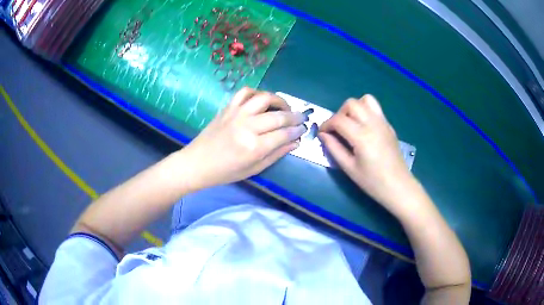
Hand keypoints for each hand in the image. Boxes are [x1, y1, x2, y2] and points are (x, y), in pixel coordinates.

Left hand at [180, 87, 305, 191]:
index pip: (284, 134)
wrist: (197, 163)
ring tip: (285, 107)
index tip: (303, 130)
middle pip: (278, 116)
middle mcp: (247, 127)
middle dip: (295, 116)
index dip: (297, 131)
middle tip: (302, 117)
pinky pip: (244, 92)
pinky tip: (262, 100)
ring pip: (264, 98)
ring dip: (279, 100)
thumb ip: (276, 155)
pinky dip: (256, 92)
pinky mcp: (227, 108)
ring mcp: (236, 114)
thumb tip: (295, 143)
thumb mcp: (253, 170)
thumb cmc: (225, 172)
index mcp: (254, 147)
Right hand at [319, 95, 416, 213]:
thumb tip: (323, 135)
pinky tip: (363, 128)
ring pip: (365, 100)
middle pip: (351, 103)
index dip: (326, 124)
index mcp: (362, 136)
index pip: (338, 120)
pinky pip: (375, 108)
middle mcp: (373, 123)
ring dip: (354, 108)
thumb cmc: (373, 182)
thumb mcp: (349, 168)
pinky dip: (365, 111)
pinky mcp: (389, 126)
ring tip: (351, 124)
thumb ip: (334, 148)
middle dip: (339, 113)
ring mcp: (383, 122)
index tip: (322, 133)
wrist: (398, 186)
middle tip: (337, 130)